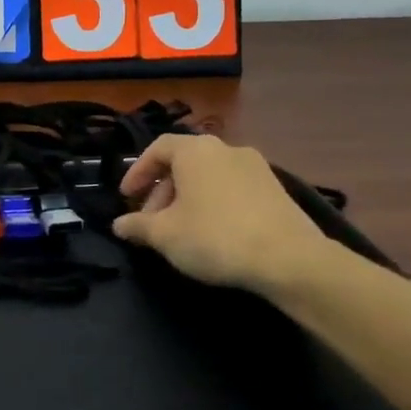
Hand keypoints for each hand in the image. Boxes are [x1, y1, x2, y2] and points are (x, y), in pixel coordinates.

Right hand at [113, 134, 329, 296]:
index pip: (157, 148)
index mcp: (195, 150)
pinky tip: (212, 233)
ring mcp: (256, 167)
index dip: (137, 171)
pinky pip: (232, 188)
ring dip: (187, 198)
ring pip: (208, 177)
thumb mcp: (164, 235)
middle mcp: (226, 149)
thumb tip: (119, 224)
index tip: (127, 197)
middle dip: (162, 191)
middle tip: (151, 221)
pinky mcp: (276, 189)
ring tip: (180, 230)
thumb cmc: (215, 237)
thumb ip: (137, 225)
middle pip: (183, 163)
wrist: (290, 260)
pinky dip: (214, 203)